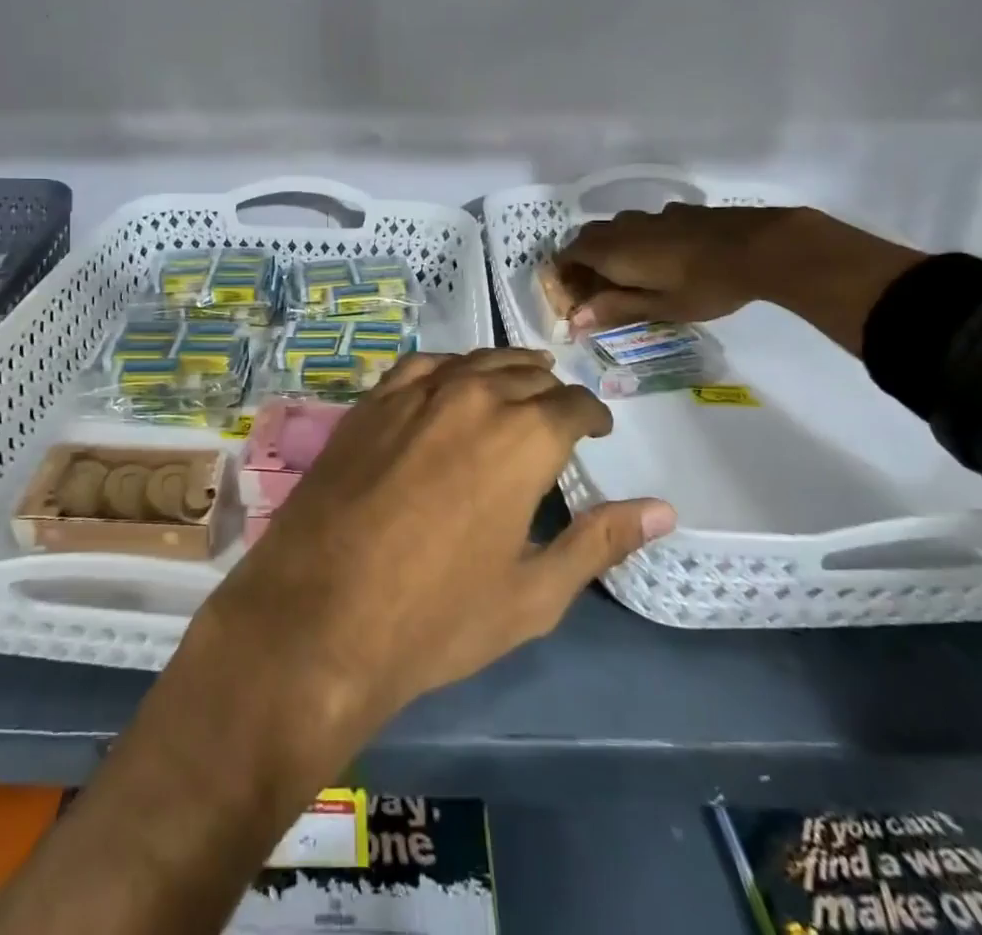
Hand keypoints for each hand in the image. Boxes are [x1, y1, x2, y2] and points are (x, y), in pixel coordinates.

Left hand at [198, 348, 674, 739]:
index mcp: (523, 437)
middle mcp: (473, 397)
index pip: (573, 405)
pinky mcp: (370, 402)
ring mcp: (414, 393)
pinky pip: (421, 366)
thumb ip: (599, 541)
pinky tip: (452, 379)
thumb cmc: (437, 618)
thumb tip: (662, 509)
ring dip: (505, 370)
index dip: (592, 415)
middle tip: (559, 413)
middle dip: (550, 393)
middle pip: (526, 377)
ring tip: (520, 380)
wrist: (319, 616)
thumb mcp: (534, 593)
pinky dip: (449, 367)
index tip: (597, 429)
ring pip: (475, 362)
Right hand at [553, 203, 799, 331]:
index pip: (568, 256)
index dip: (564, 275)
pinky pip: (644, 224)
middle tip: (596, 288)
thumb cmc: (704, 285)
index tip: (572, 297)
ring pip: (616, 228)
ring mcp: (651, 216)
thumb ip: (616, 309)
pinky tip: (663, 256)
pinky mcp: (677, 211)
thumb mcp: (659, 306)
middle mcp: (623, 228)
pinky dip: (639, 239)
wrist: (759, 247)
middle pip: (587, 238)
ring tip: (628, 274)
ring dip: (610, 248)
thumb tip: (575, 319)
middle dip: (583, 260)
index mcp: (611, 251)